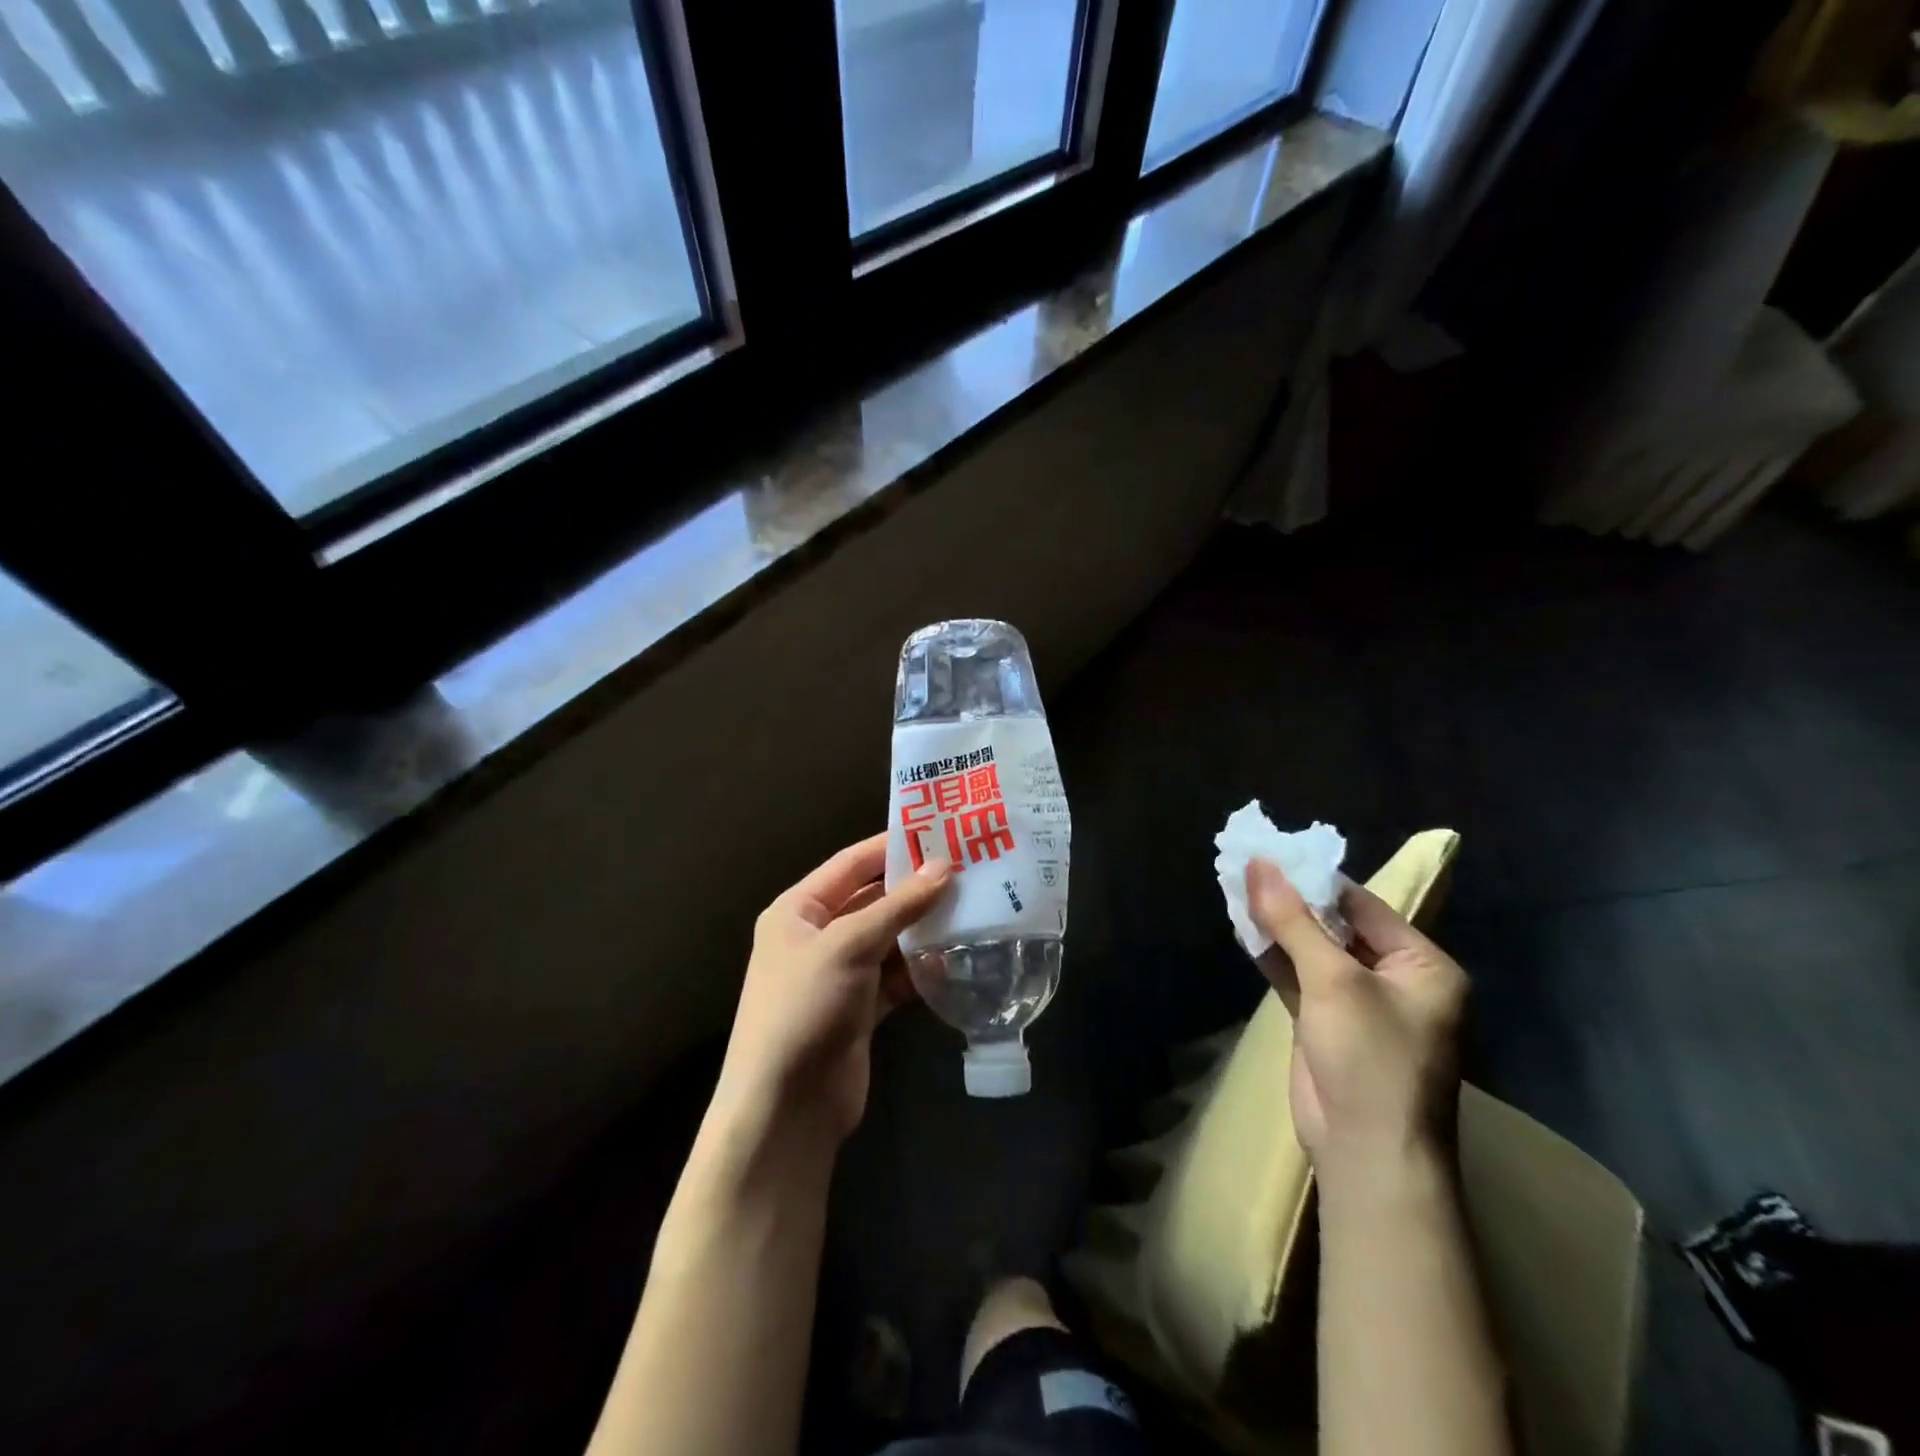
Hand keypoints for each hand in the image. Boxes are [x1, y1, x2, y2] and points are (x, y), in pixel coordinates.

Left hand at [715, 833, 952, 1143]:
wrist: (786, 1107)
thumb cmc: (805, 1008)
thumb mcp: (848, 946)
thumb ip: (898, 906)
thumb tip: (944, 867)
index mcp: (798, 911)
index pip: (850, 864)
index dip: (892, 847)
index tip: (939, 831)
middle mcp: (817, 937)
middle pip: (873, 900)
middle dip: (916, 888)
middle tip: (969, 869)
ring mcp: (840, 974)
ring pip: (890, 939)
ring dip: (924, 929)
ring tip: (974, 907)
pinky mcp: (861, 1008)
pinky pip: (897, 976)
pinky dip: (922, 968)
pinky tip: (957, 958)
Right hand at [1245, 860, 1466, 1187]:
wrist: (1367, 1153)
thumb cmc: (1370, 1059)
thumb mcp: (1333, 981)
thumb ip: (1293, 920)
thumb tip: (1258, 864)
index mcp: (1423, 965)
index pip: (1363, 906)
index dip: (1314, 879)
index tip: (1270, 853)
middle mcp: (1396, 979)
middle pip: (1336, 925)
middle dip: (1292, 900)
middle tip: (1246, 866)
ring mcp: (1359, 1003)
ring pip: (1313, 950)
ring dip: (1278, 925)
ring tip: (1237, 887)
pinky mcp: (1327, 1023)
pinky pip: (1299, 976)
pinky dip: (1274, 955)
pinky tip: (1244, 928)